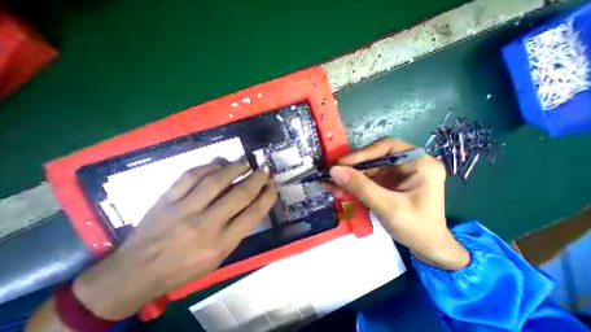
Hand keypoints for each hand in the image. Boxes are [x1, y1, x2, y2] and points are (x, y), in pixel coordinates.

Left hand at [72, 162, 279, 320]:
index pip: (253, 214)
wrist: (133, 275)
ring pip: (215, 181)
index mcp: (220, 244)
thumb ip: (237, 229)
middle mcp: (205, 225)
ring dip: (234, 168)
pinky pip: (189, 176)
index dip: (267, 197)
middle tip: (265, 168)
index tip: (273, 185)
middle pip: (239, 195)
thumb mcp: (218, 257)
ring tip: (245, 162)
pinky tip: (218, 163)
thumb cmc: (184, 268)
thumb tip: (252, 202)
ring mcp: (183, 210)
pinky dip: (207, 166)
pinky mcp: (165, 200)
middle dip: (257, 178)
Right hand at [328, 137, 465, 268]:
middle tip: (332, 175)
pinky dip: (351, 185)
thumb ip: (361, 188)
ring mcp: (395, 173)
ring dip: (348, 178)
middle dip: (351, 169)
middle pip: (373, 158)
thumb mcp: (388, 207)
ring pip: (366, 169)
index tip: (342, 163)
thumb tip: (334, 171)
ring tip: (330, 185)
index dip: (363, 153)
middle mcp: (406, 164)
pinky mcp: (385, 183)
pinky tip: (339, 190)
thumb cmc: (416, 228)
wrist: (426, 248)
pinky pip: (365, 179)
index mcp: (419, 163)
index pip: (387, 147)